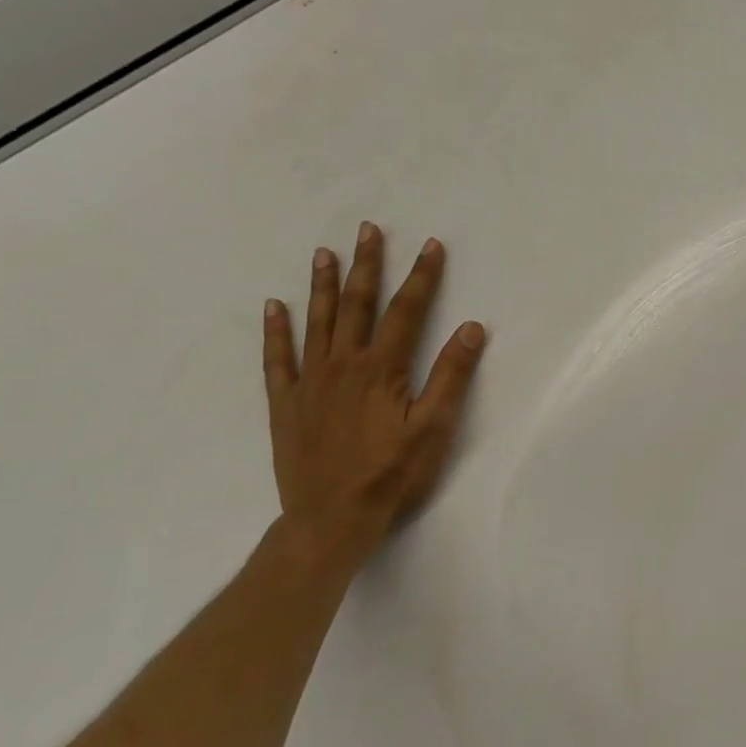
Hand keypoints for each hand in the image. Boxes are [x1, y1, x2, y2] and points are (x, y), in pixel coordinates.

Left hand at [262, 222, 486, 562]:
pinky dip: (275, 330)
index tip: (431, 245)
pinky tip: (274, 306)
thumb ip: (452, 375)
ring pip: (317, 322)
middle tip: (368, 229)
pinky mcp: (286, 403)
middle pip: (357, 305)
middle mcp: (343, 364)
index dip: (422, 277)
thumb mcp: (435, 427)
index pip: (406, 311)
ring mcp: (309, 382)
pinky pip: (277, 358)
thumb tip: (471, 328)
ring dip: (323, 285)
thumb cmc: (393, 473)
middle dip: (367, 265)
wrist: (332, 517)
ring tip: (325, 252)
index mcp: (382, 369)